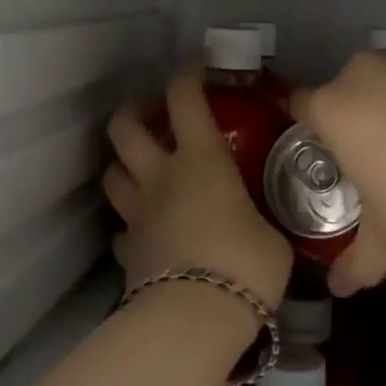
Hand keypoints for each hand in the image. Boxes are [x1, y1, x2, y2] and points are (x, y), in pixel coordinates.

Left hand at [104, 64, 292, 310]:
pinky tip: (147, 230)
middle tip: (152, 113)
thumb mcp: (272, 237)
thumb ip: (262, 221)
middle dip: (134, 109)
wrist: (193, 320)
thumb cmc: (243, 265)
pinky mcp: (127, 253)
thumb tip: (265, 229)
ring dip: (124, 163)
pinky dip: (131, 223)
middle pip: (125, 127)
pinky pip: (121, 229)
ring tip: (144, 168)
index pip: (185, 98)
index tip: (199, 65)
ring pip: (112, 173)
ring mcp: (137, 214)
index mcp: (200, 161)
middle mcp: (161, 177)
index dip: (189, 73)